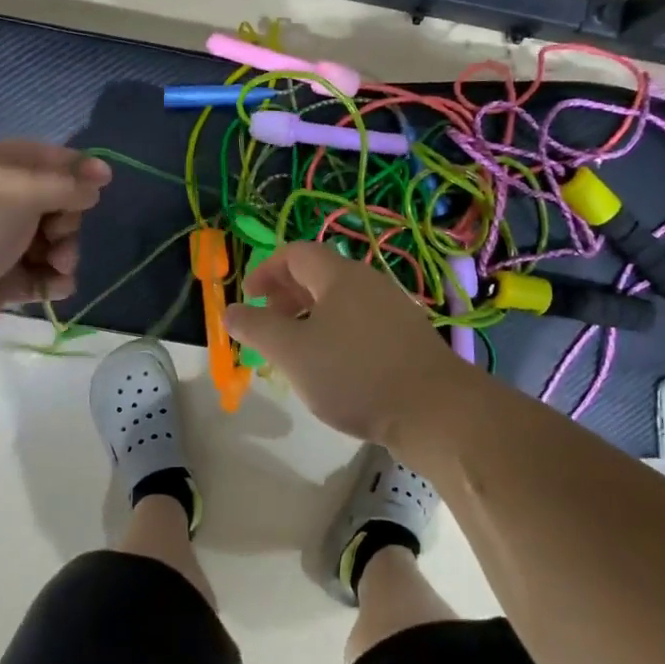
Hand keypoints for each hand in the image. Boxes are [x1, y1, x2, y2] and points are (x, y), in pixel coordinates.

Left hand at [0, 142, 111, 358]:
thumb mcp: (21, 192)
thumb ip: (66, 185)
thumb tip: (98, 181)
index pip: (39, 157)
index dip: (74, 167)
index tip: (105, 183)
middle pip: (48, 202)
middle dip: (67, 219)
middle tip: (63, 234)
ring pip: (45, 241)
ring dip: (63, 252)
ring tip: (60, 266)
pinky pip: (35, 274)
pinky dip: (51, 279)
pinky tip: (58, 287)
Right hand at [225, 242, 479, 454]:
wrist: (434, 410)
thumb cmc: (355, 374)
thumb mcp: (293, 352)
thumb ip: (257, 328)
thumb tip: (230, 311)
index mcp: (339, 276)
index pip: (296, 253)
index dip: (266, 270)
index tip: (249, 297)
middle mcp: (368, 282)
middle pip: (319, 274)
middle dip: (286, 294)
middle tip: (268, 323)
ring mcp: (393, 308)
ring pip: (340, 300)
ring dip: (310, 315)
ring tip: (295, 348)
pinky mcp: (407, 336)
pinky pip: (360, 321)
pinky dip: (335, 331)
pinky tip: (333, 366)